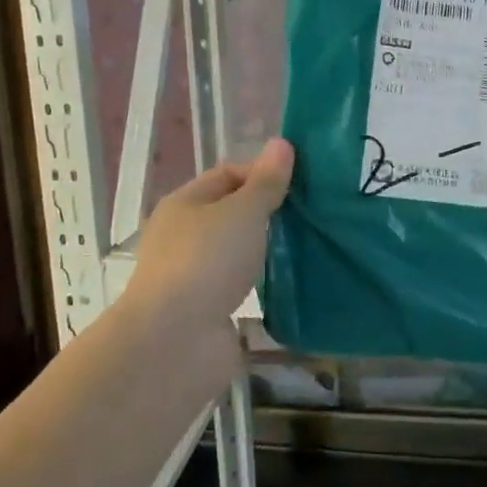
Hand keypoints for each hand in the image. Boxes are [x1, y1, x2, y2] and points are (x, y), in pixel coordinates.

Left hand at [119, 139, 293, 357]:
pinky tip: (293, 285)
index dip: (262, 173)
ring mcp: (193, 277)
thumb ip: (265, 182)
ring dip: (265, 251)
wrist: (175, 342)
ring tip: (309, 247)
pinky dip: (262, 286)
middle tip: (312, 214)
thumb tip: (281, 144)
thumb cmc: (206, 262)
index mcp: (184, 204)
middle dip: (268, 213)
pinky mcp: (206, 313)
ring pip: (236, 253)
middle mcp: (184, 237)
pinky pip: (240, 290)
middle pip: (230, 214)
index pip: (226, 175)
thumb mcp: (242, 212)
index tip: (301, 182)